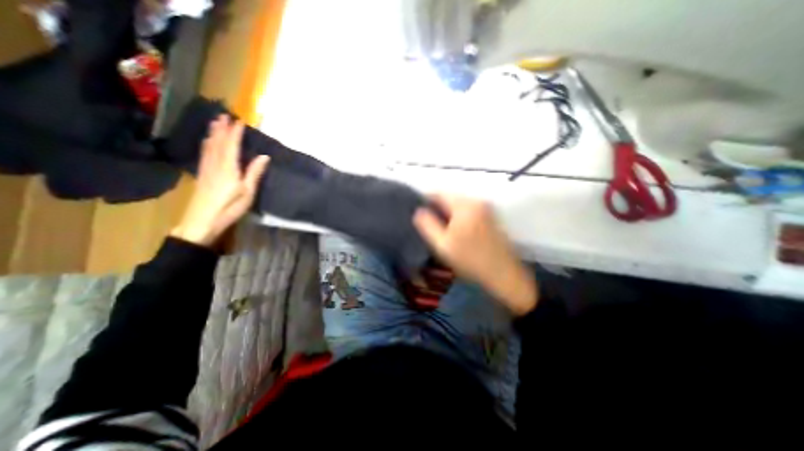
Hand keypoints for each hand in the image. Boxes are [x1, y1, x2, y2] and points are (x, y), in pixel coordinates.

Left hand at [170, 113, 269, 245]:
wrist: (202, 221)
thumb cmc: (230, 208)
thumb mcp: (248, 192)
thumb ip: (254, 173)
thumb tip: (264, 156)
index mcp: (229, 168)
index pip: (232, 146)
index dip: (236, 133)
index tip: (240, 121)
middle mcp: (215, 164)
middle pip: (218, 143)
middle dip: (221, 129)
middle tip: (224, 115)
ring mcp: (206, 169)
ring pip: (209, 147)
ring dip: (213, 134)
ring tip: (215, 123)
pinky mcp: (202, 175)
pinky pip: (204, 154)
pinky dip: (206, 144)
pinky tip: (206, 142)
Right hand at [415, 193, 538, 316]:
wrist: (504, 275)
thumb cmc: (470, 260)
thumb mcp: (442, 244)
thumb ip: (427, 224)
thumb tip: (418, 211)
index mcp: (464, 205)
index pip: (438, 193)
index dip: (424, 201)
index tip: (417, 213)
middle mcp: (477, 201)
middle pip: (449, 198)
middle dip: (437, 208)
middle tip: (428, 224)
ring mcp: (486, 208)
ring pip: (458, 205)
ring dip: (447, 214)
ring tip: (440, 230)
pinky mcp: (491, 217)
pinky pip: (468, 211)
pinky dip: (458, 217)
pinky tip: (456, 232)